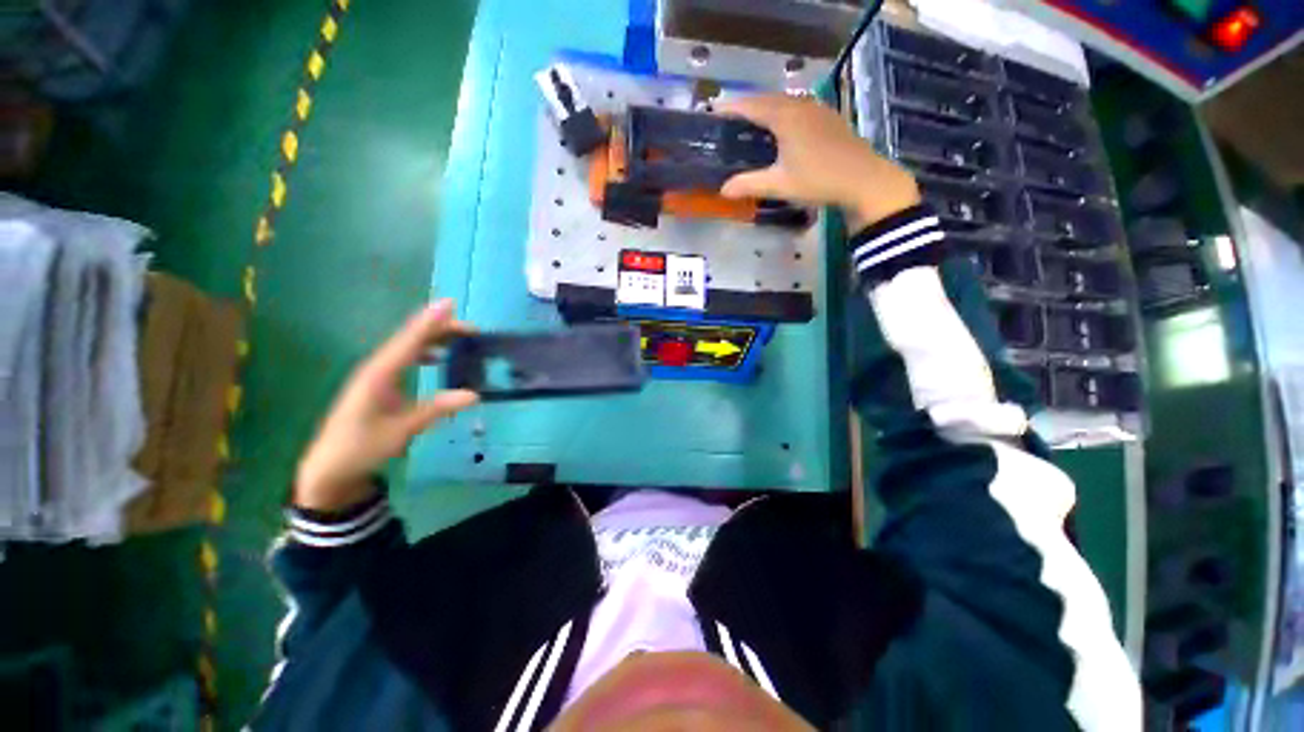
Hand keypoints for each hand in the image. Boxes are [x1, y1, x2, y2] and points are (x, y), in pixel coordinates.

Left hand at [294, 300, 479, 510]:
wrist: (329, 468)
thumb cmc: (362, 447)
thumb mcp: (402, 430)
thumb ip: (437, 409)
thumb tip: (475, 395)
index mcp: (380, 374)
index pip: (409, 341)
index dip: (430, 322)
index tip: (449, 304)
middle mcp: (377, 368)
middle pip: (410, 339)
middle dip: (439, 329)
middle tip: (471, 328)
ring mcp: (376, 375)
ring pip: (407, 347)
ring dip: (433, 339)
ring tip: (459, 336)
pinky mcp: (378, 384)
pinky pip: (404, 359)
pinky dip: (423, 353)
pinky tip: (436, 357)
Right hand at [719, 95, 920, 230]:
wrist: (863, 178)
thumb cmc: (818, 179)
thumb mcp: (779, 185)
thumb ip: (748, 184)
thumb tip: (723, 190)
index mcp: (785, 116)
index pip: (751, 105)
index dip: (731, 107)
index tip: (713, 111)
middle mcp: (800, 105)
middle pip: (767, 99)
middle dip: (746, 106)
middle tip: (728, 120)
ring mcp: (817, 108)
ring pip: (784, 102)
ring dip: (765, 109)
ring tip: (750, 123)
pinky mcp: (827, 117)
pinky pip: (797, 107)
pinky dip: (781, 113)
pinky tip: (779, 129)